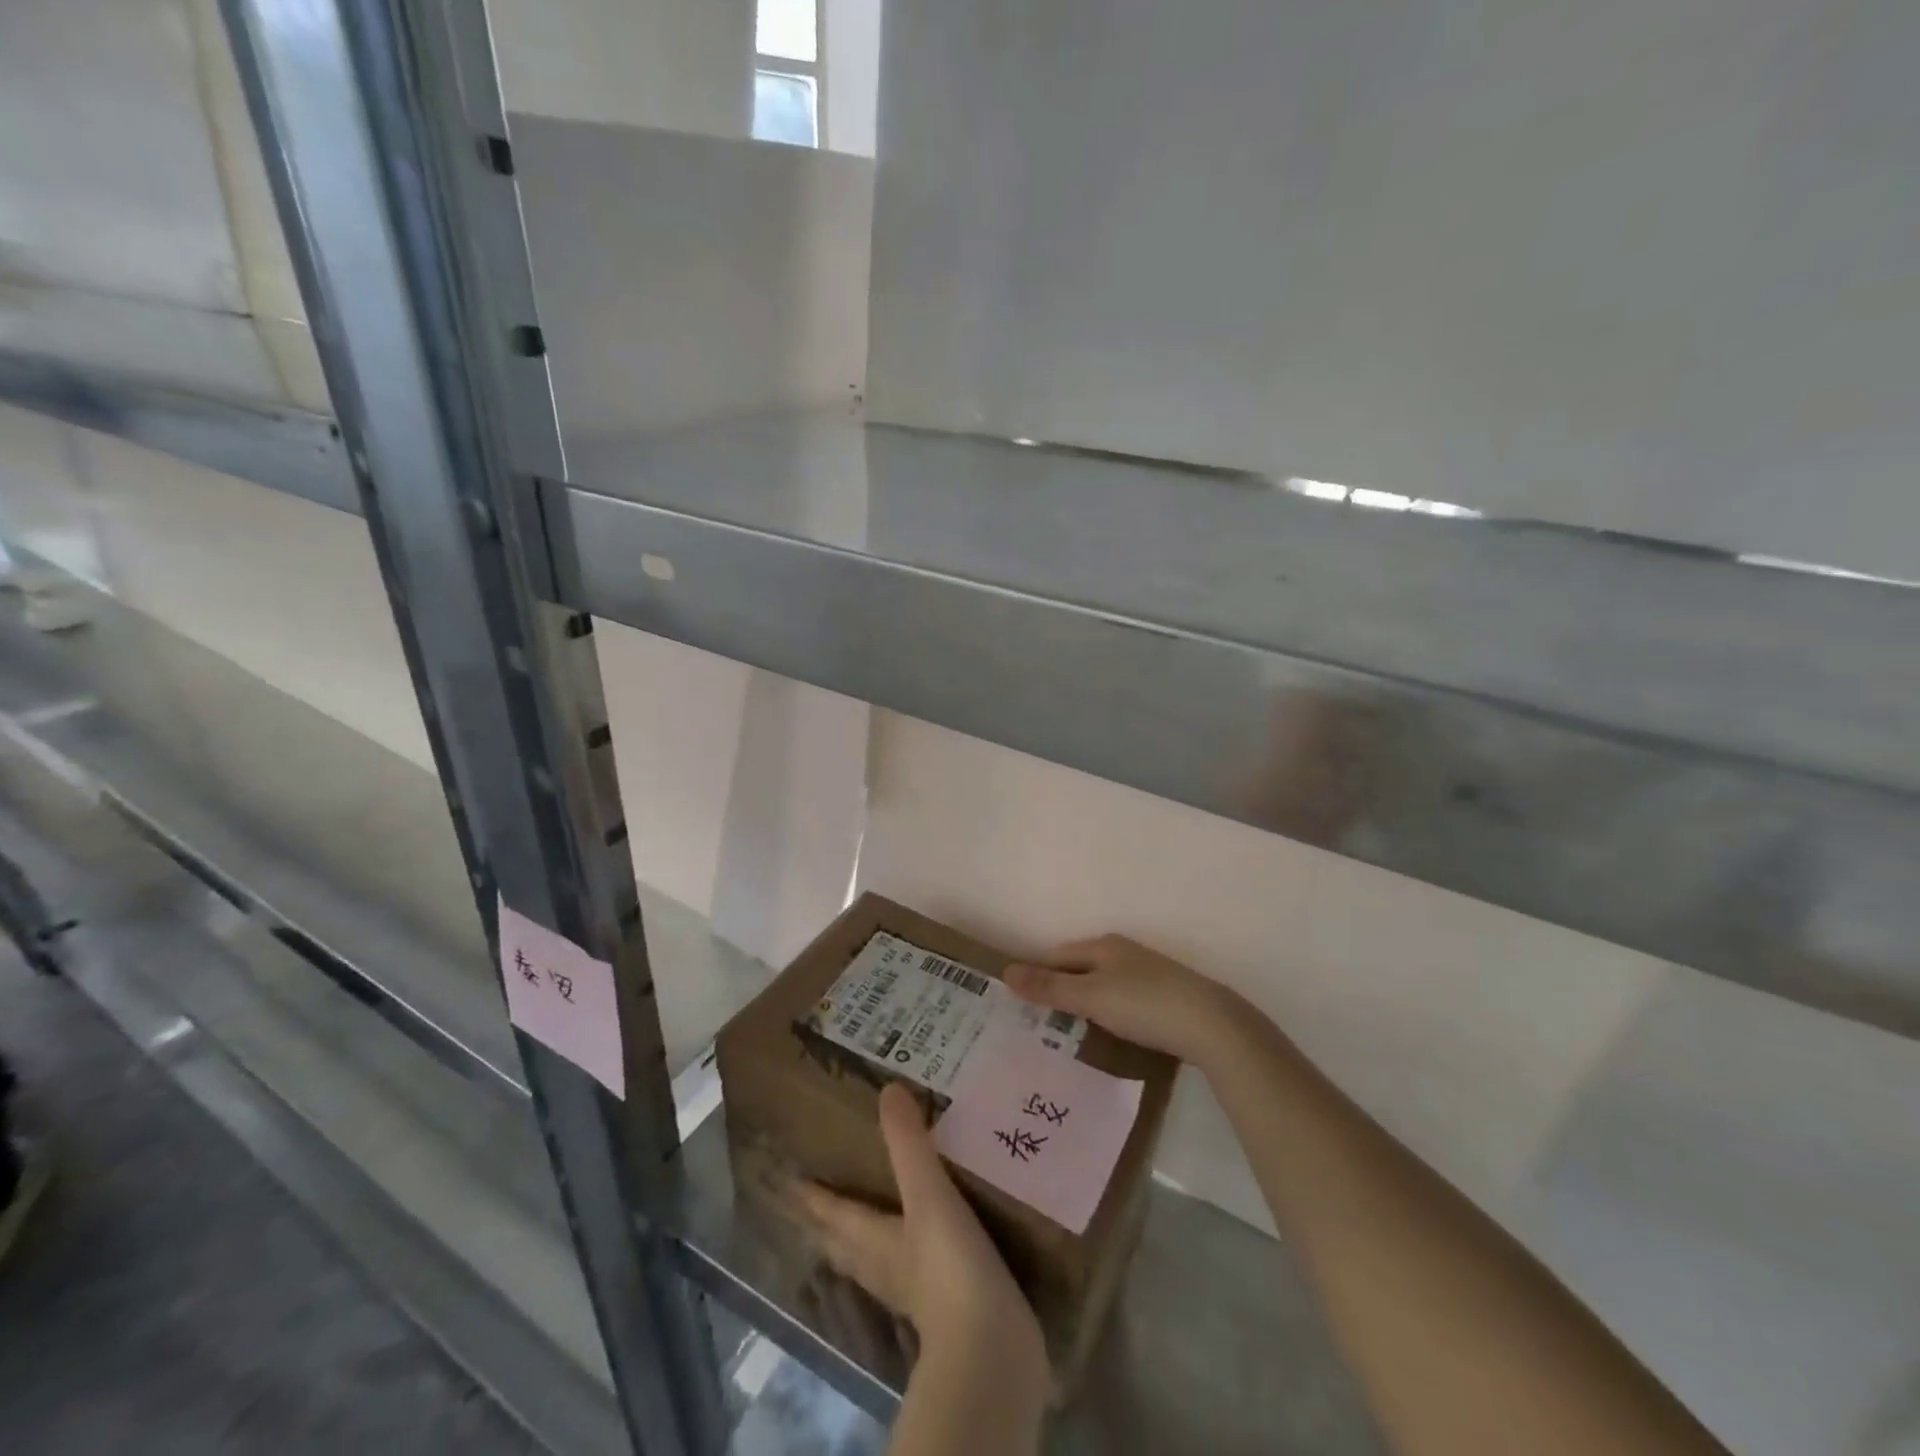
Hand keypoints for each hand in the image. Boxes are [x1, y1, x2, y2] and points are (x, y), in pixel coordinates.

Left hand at [800, 1085, 1049, 1381]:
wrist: (990, 1347)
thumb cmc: (947, 1265)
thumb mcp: (927, 1193)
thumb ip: (909, 1142)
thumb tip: (888, 1090)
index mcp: (871, 1239)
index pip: (832, 1213)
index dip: (812, 1197)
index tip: (791, 1183)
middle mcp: (882, 1267)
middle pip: (843, 1244)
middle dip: (828, 1224)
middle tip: (816, 1204)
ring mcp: (911, 1293)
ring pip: (871, 1263)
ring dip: (860, 1243)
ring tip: (861, 1225)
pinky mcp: (943, 1308)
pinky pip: (909, 1274)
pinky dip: (903, 1255)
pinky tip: (919, 1251)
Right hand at [1004, 935, 1244, 1068]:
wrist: (1212, 1025)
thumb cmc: (1145, 1005)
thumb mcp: (1091, 997)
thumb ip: (1050, 987)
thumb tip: (1007, 971)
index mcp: (1104, 945)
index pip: (1057, 955)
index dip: (1036, 975)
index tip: (1018, 1003)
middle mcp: (1125, 953)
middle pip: (1080, 968)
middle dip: (1059, 990)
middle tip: (1036, 1023)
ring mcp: (1148, 974)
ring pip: (1103, 985)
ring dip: (1084, 1004)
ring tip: (1066, 1034)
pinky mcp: (1166, 997)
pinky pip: (1124, 1001)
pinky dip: (1109, 1014)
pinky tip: (1108, 1034)